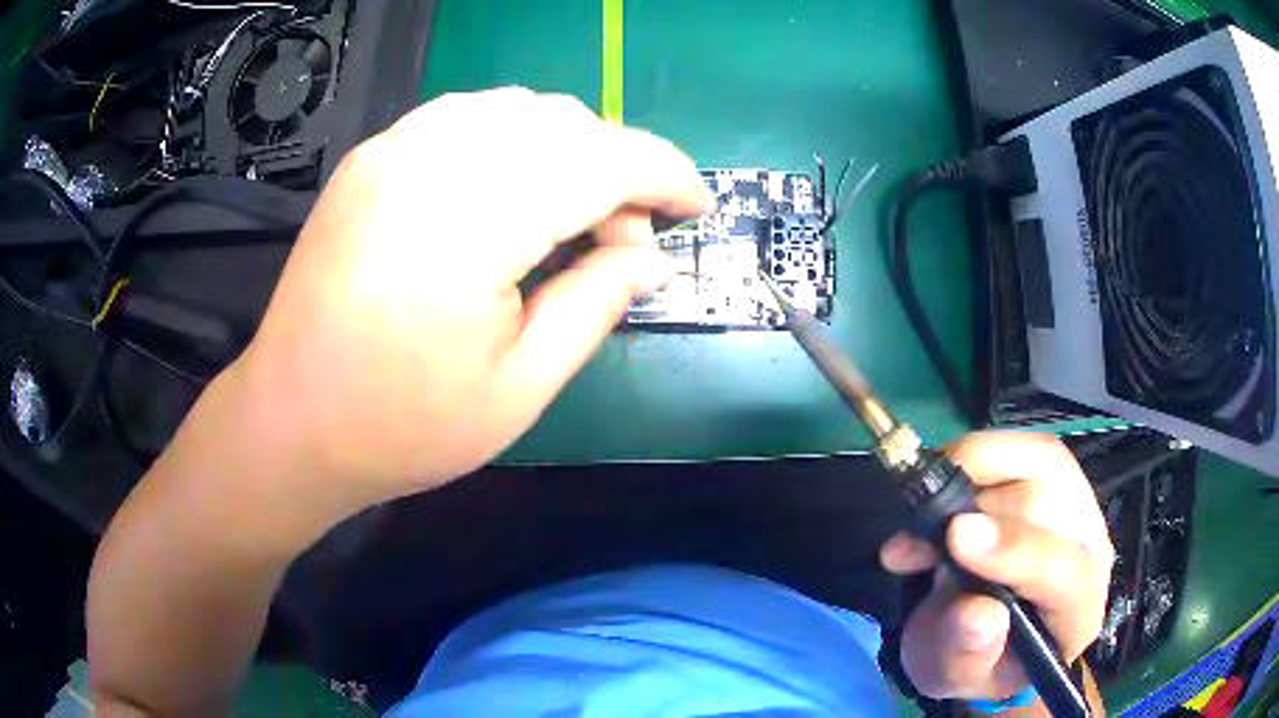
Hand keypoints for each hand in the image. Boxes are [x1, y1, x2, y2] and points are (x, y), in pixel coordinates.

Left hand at [232, 87, 711, 517]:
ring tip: (573, 211)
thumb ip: (596, 306)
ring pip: (517, 107)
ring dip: (568, 146)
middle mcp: (428, 164)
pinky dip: (513, 137)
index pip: (599, 160)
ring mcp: (392, 150)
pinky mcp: (371, 156)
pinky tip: (514, 188)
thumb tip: (652, 256)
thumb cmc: (404, 426)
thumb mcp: (520, 390)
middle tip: (626, 236)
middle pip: (563, 122)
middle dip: (618, 165)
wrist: (292, 421)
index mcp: (468, 227)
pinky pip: (466, 114)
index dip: (663, 174)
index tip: (696, 205)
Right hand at [879, 432, 1113, 701]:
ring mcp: (1078, 506)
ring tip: (927, 508)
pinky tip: (946, 483)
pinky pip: (1024, 446)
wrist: (979, 630)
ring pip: (1042, 461)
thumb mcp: (951, 674)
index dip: (1016, 551)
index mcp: (1076, 615)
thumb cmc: (969, 659)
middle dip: (977, 513)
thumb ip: (965, 654)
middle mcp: (1091, 550)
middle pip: (1051, 508)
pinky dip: (977, 456)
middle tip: (913, 543)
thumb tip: (978, 612)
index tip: (955, 537)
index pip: (1066, 574)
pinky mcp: (1057, 476)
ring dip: (975, 472)